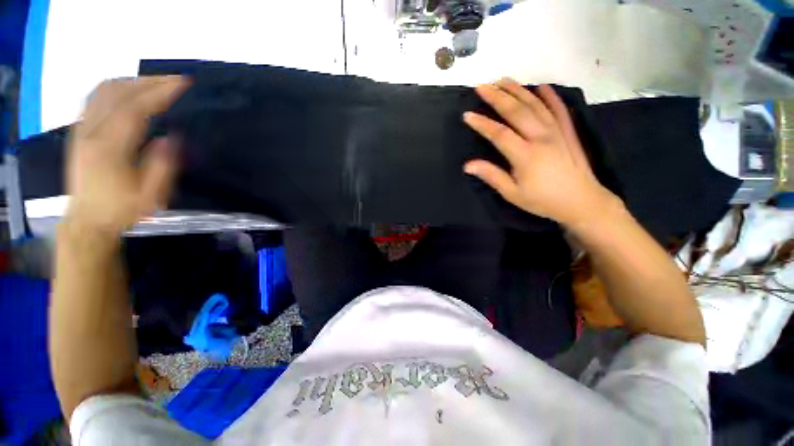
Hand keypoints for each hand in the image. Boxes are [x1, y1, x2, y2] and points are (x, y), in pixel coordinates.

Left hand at [64, 76, 187, 235]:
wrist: (87, 220)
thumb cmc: (121, 210)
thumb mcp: (149, 196)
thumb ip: (161, 167)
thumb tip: (171, 138)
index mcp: (109, 149)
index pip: (135, 109)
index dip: (160, 93)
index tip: (183, 84)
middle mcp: (91, 132)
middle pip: (119, 92)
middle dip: (151, 81)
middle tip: (177, 80)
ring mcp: (82, 128)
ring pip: (104, 90)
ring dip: (133, 80)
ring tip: (157, 82)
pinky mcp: (79, 130)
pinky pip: (95, 97)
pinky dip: (115, 86)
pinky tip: (130, 88)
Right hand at [463, 78, 620, 229]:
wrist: (582, 202)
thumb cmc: (543, 200)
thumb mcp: (513, 194)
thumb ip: (491, 176)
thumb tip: (467, 165)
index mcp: (526, 155)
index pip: (499, 133)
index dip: (482, 123)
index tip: (467, 115)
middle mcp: (541, 137)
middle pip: (517, 111)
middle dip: (497, 97)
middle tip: (482, 86)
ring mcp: (557, 131)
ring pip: (535, 105)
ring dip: (518, 91)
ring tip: (503, 80)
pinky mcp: (568, 131)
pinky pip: (558, 109)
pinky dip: (550, 96)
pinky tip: (541, 86)